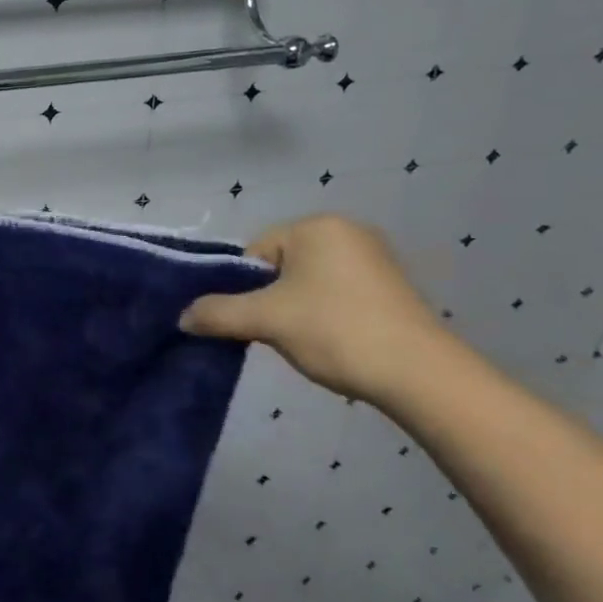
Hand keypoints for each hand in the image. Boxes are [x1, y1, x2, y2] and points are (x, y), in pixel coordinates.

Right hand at [179, 214, 446, 403]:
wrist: (420, 375)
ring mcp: (375, 258)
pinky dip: (324, 315)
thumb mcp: (265, 320)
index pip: (254, 252)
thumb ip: (216, 313)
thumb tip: (182, 317)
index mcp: (317, 226)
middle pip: (280, 266)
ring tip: (305, 340)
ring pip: (307, 283)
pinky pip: (337, 293)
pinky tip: (332, 341)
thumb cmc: (335, 331)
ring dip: (295, 310)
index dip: (243, 288)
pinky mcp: (391, 287)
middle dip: (270, 299)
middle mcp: (347, 231)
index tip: (253, 320)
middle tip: (276, 332)